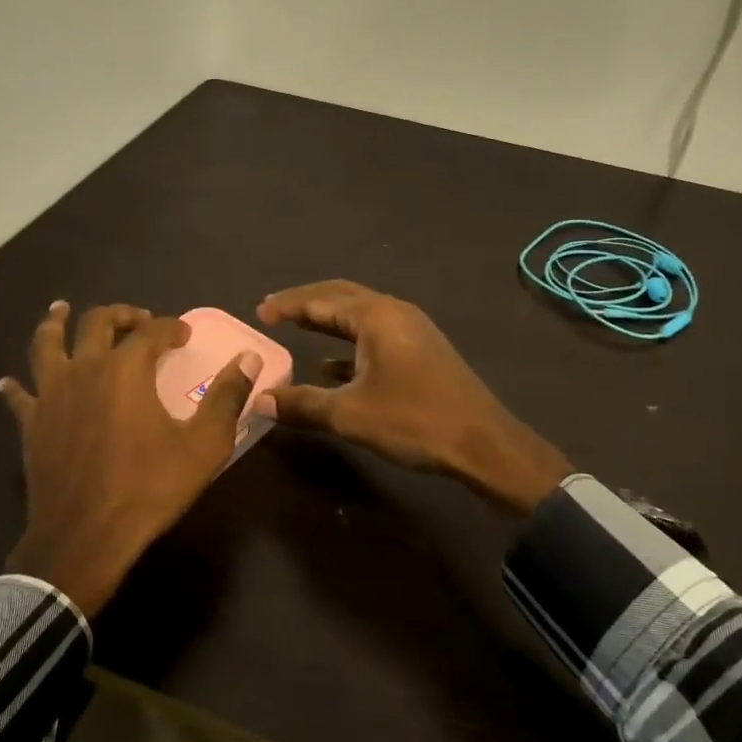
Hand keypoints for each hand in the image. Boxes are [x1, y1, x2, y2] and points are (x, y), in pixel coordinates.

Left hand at [0, 301, 261, 616]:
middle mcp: (85, 369)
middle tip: (137, 319)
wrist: (86, 536)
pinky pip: (19, 396)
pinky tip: (9, 382)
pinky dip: (16, 386)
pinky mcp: (31, 424)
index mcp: (126, 370)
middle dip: (121, 314)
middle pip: (97, 323)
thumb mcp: (204, 445)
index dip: (170, 327)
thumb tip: (248, 358)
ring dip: (55, 323)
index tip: (183, 334)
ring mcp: (51, 395)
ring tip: (60, 310)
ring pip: (47, 344)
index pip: (151, 331)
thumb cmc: (149, 488)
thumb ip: (227, 397)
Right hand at [256, 281, 570, 514]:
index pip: (321, 300)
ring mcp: (412, 331)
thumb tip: (260, 400)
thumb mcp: (351, 415)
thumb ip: (303, 404)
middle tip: (273, 312)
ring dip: (328, 321)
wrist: (482, 443)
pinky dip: (348, 343)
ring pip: (360, 316)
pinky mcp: (421, 351)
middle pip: (341, 297)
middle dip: (306, 303)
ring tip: (297, 328)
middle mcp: (395, 313)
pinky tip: (330, 365)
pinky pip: (375, 336)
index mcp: (377, 317)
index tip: (259, 313)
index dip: (288, 305)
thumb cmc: (414, 421)